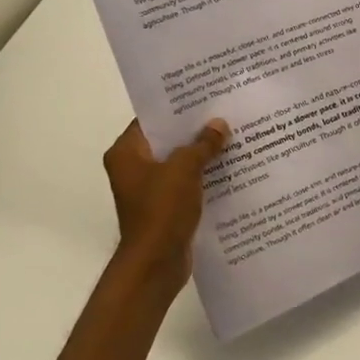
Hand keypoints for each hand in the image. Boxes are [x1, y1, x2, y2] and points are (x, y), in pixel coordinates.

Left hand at [102, 118, 229, 284]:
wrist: (155, 264)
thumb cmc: (161, 210)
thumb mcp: (184, 169)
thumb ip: (202, 144)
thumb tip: (219, 124)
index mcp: (126, 153)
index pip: (151, 119)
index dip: (177, 108)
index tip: (204, 96)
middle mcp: (133, 168)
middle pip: (167, 140)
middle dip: (195, 130)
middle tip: (225, 113)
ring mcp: (149, 189)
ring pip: (179, 162)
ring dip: (202, 154)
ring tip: (233, 136)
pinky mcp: (165, 207)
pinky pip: (186, 183)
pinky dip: (203, 176)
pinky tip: (230, 168)